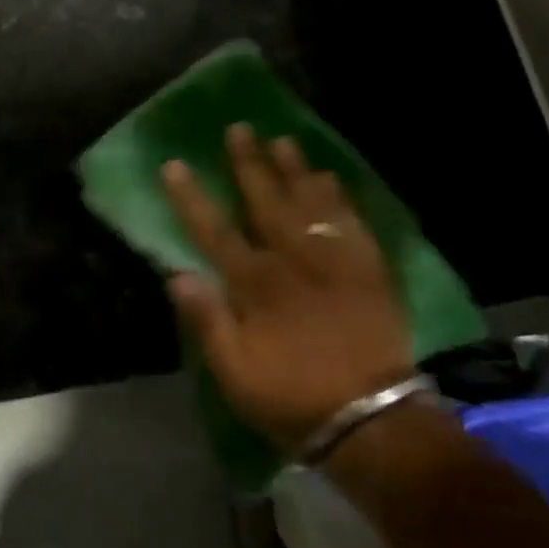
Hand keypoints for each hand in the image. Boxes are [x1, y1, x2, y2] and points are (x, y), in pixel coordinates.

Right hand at [162, 126, 414, 451]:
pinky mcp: (368, 268)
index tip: (175, 164)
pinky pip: (351, 220)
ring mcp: (334, 259)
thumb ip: (207, 321)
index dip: (191, 197)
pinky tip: (330, 178)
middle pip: (266, 201)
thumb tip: (176, 274)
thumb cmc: (294, 397)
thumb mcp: (235, 374)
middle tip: (240, 128)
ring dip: (294, 169)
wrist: (372, 419)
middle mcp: (293, 259)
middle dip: (249, 163)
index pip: (214, 230)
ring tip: (283, 140)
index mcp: (256, 284)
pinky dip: (338, 196)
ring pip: (310, 201)